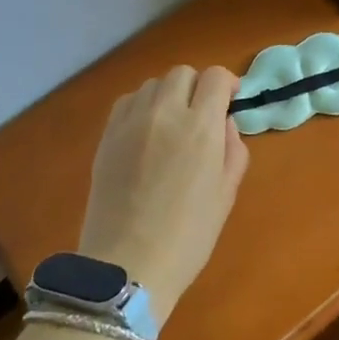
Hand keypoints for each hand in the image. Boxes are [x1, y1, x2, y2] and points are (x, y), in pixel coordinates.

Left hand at [79, 65, 249, 321]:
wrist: (127, 266)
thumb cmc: (188, 235)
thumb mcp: (226, 193)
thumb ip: (232, 149)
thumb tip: (224, 123)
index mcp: (200, 127)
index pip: (215, 77)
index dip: (227, 84)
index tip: (231, 102)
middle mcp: (165, 113)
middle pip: (182, 73)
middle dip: (197, 87)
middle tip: (202, 115)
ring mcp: (130, 123)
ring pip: (153, 84)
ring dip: (168, 95)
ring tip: (172, 124)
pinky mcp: (106, 136)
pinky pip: (127, 102)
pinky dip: (142, 106)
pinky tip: (146, 132)